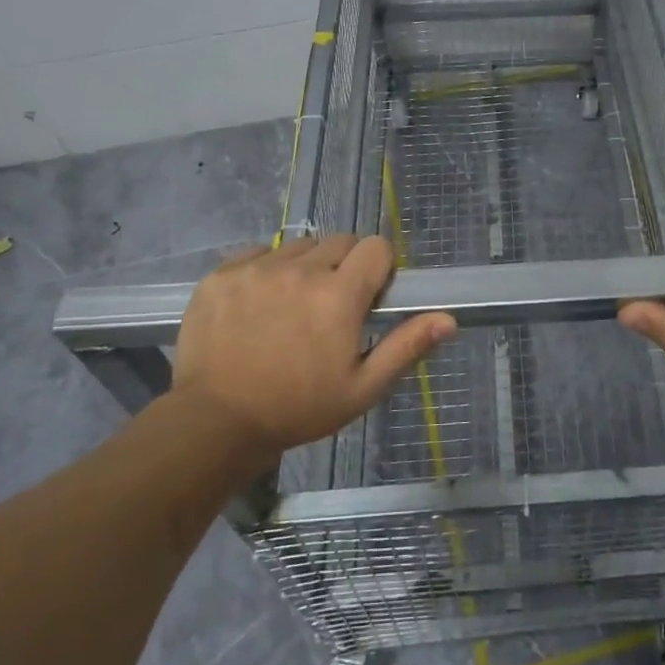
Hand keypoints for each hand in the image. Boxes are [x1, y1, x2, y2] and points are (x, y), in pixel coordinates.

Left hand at [170, 236, 455, 469]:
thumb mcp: (362, 389)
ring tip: (293, 305)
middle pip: (340, 242)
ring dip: (306, 267)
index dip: (379, 268)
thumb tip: (448, 319)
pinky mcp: (223, 274)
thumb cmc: (298, 409)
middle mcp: (300, 270)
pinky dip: (267, 269)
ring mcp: (257, 268)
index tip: (369, 296)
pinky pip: (258, 253)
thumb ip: (406, 347)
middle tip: (332, 306)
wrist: (215, 423)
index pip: (376, 247)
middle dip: (345, 266)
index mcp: (339, 295)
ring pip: (299, 246)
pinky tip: (260, 303)